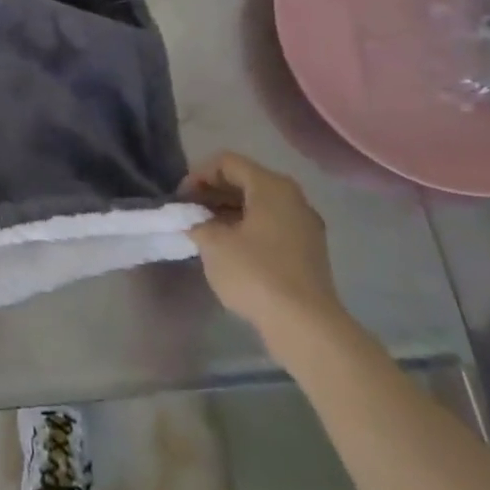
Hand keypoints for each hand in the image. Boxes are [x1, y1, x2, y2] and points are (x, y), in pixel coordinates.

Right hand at [182, 153, 351, 351]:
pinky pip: (271, 227)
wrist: (306, 326)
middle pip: (245, 181)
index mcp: (271, 186)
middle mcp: (293, 198)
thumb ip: (197, 222)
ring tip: (204, 232)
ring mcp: (304, 226)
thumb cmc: (256, 273)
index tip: (181, 200)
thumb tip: (196, 222)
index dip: (198, 175)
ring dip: (228, 212)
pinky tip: (229, 250)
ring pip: (258, 205)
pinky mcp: (308, 252)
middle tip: (189, 213)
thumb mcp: (213, 243)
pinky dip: (246, 229)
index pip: (227, 162)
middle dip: (213, 193)